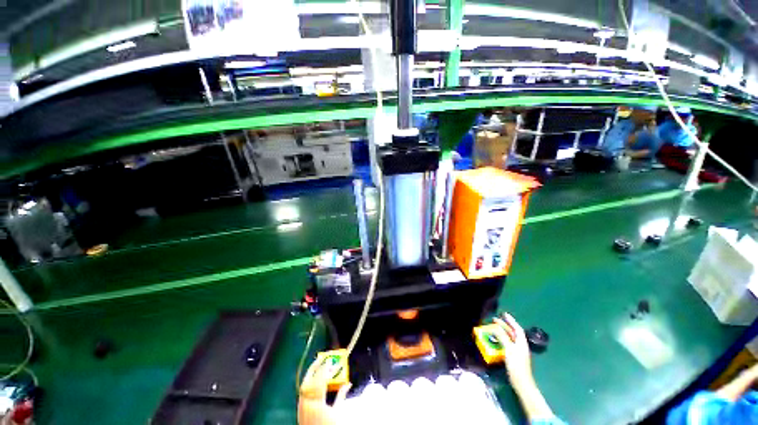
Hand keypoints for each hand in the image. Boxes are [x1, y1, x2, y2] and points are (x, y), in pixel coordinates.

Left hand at [298, 358, 350, 424]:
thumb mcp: (337, 412)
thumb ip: (341, 396)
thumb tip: (348, 383)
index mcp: (317, 403)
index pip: (320, 381)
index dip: (325, 369)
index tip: (330, 360)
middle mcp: (307, 403)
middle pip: (309, 381)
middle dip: (315, 367)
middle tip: (322, 357)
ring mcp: (301, 406)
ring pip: (304, 385)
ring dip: (311, 373)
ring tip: (317, 364)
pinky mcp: (299, 409)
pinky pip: (303, 391)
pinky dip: (308, 382)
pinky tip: (312, 378)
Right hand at [493, 313, 554, 421]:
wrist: (521, 382)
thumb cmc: (516, 365)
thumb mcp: (509, 349)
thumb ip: (503, 337)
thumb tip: (496, 327)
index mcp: (521, 342)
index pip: (517, 328)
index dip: (511, 320)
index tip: (504, 314)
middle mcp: (521, 345)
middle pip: (513, 333)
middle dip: (504, 325)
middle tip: (494, 320)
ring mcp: (518, 351)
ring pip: (510, 338)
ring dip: (502, 332)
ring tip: (494, 327)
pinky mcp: (514, 356)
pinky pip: (508, 343)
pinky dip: (502, 339)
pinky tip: (496, 340)